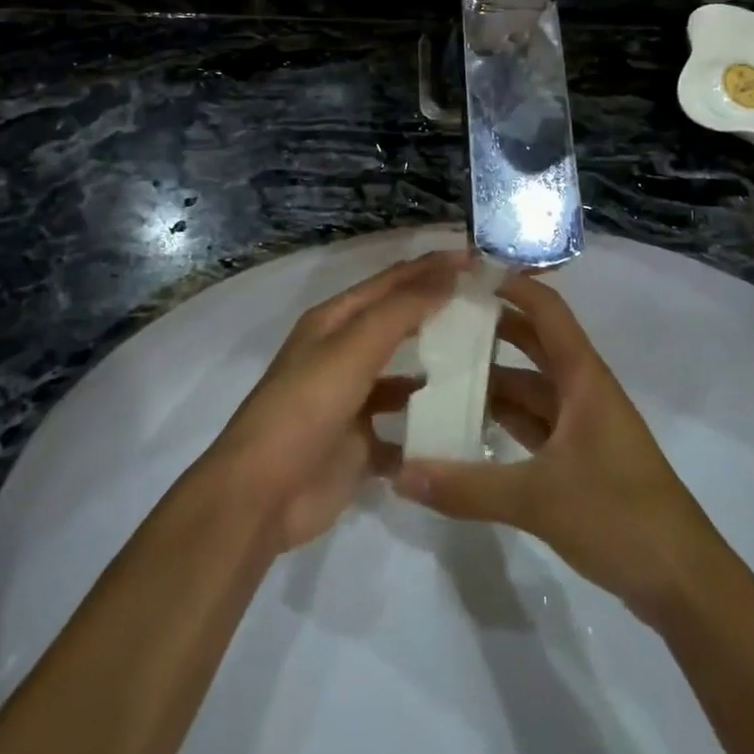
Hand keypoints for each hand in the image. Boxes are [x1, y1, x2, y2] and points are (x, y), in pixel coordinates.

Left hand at [205, 250, 471, 551]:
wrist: (263, 494)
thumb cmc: (306, 407)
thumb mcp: (353, 349)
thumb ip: (401, 310)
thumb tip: (448, 271)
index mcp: (335, 321)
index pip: (392, 281)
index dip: (432, 267)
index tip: (478, 259)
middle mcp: (343, 353)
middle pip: (398, 323)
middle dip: (439, 311)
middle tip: (490, 306)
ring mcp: (352, 400)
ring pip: (403, 377)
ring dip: (437, 370)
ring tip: (486, 366)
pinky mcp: (361, 444)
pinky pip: (403, 429)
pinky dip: (428, 426)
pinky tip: (463, 425)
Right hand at [392, 273, 718, 621]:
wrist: (685, 583)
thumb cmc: (620, 517)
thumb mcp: (538, 500)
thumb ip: (467, 488)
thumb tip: (401, 476)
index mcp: (582, 377)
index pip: (545, 309)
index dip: (511, 283)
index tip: (466, 271)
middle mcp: (582, 389)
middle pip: (532, 341)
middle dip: (491, 326)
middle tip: (438, 318)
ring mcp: (582, 423)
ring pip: (530, 384)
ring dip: (491, 376)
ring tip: (439, 368)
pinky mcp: (579, 456)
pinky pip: (533, 421)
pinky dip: (503, 417)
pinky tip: (466, 423)